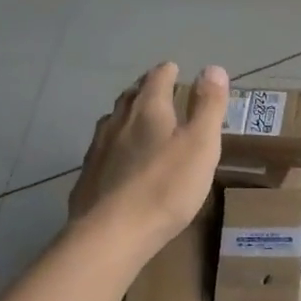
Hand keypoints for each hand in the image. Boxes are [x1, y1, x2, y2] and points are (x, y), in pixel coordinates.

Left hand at [69, 62, 228, 254]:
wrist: (113, 233)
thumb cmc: (166, 188)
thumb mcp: (201, 146)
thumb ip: (208, 107)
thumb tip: (212, 68)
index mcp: (148, 110)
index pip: (157, 79)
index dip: (166, 72)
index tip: (173, 68)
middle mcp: (118, 122)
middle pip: (131, 97)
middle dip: (144, 89)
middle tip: (155, 89)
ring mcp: (98, 149)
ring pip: (112, 122)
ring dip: (126, 115)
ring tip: (136, 120)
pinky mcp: (88, 176)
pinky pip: (102, 150)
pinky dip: (113, 145)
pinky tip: (117, 159)